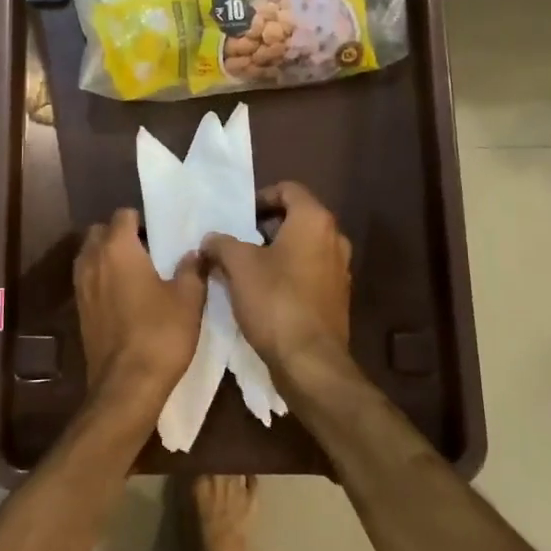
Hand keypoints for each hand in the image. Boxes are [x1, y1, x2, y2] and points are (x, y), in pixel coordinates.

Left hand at [75, 208, 205, 428]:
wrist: (126, 385)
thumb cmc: (160, 334)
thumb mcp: (188, 298)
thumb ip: (192, 269)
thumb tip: (195, 252)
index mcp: (118, 248)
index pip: (123, 215)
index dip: (142, 220)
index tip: (161, 233)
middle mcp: (93, 261)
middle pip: (100, 232)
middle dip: (120, 235)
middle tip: (148, 250)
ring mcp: (81, 287)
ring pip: (90, 256)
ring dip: (108, 257)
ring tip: (137, 273)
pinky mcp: (80, 311)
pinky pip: (88, 281)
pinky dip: (102, 279)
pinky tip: (126, 297)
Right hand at [201, 182, 359, 393]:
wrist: (309, 361)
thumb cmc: (275, 300)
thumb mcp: (238, 265)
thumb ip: (222, 243)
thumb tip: (211, 239)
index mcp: (314, 221)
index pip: (288, 189)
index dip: (261, 197)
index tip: (240, 216)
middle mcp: (334, 239)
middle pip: (297, 218)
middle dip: (266, 227)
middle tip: (238, 241)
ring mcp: (339, 270)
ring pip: (303, 248)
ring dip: (276, 252)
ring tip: (246, 269)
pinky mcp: (336, 298)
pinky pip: (309, 273)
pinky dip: (288, 274)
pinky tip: (264, 294)